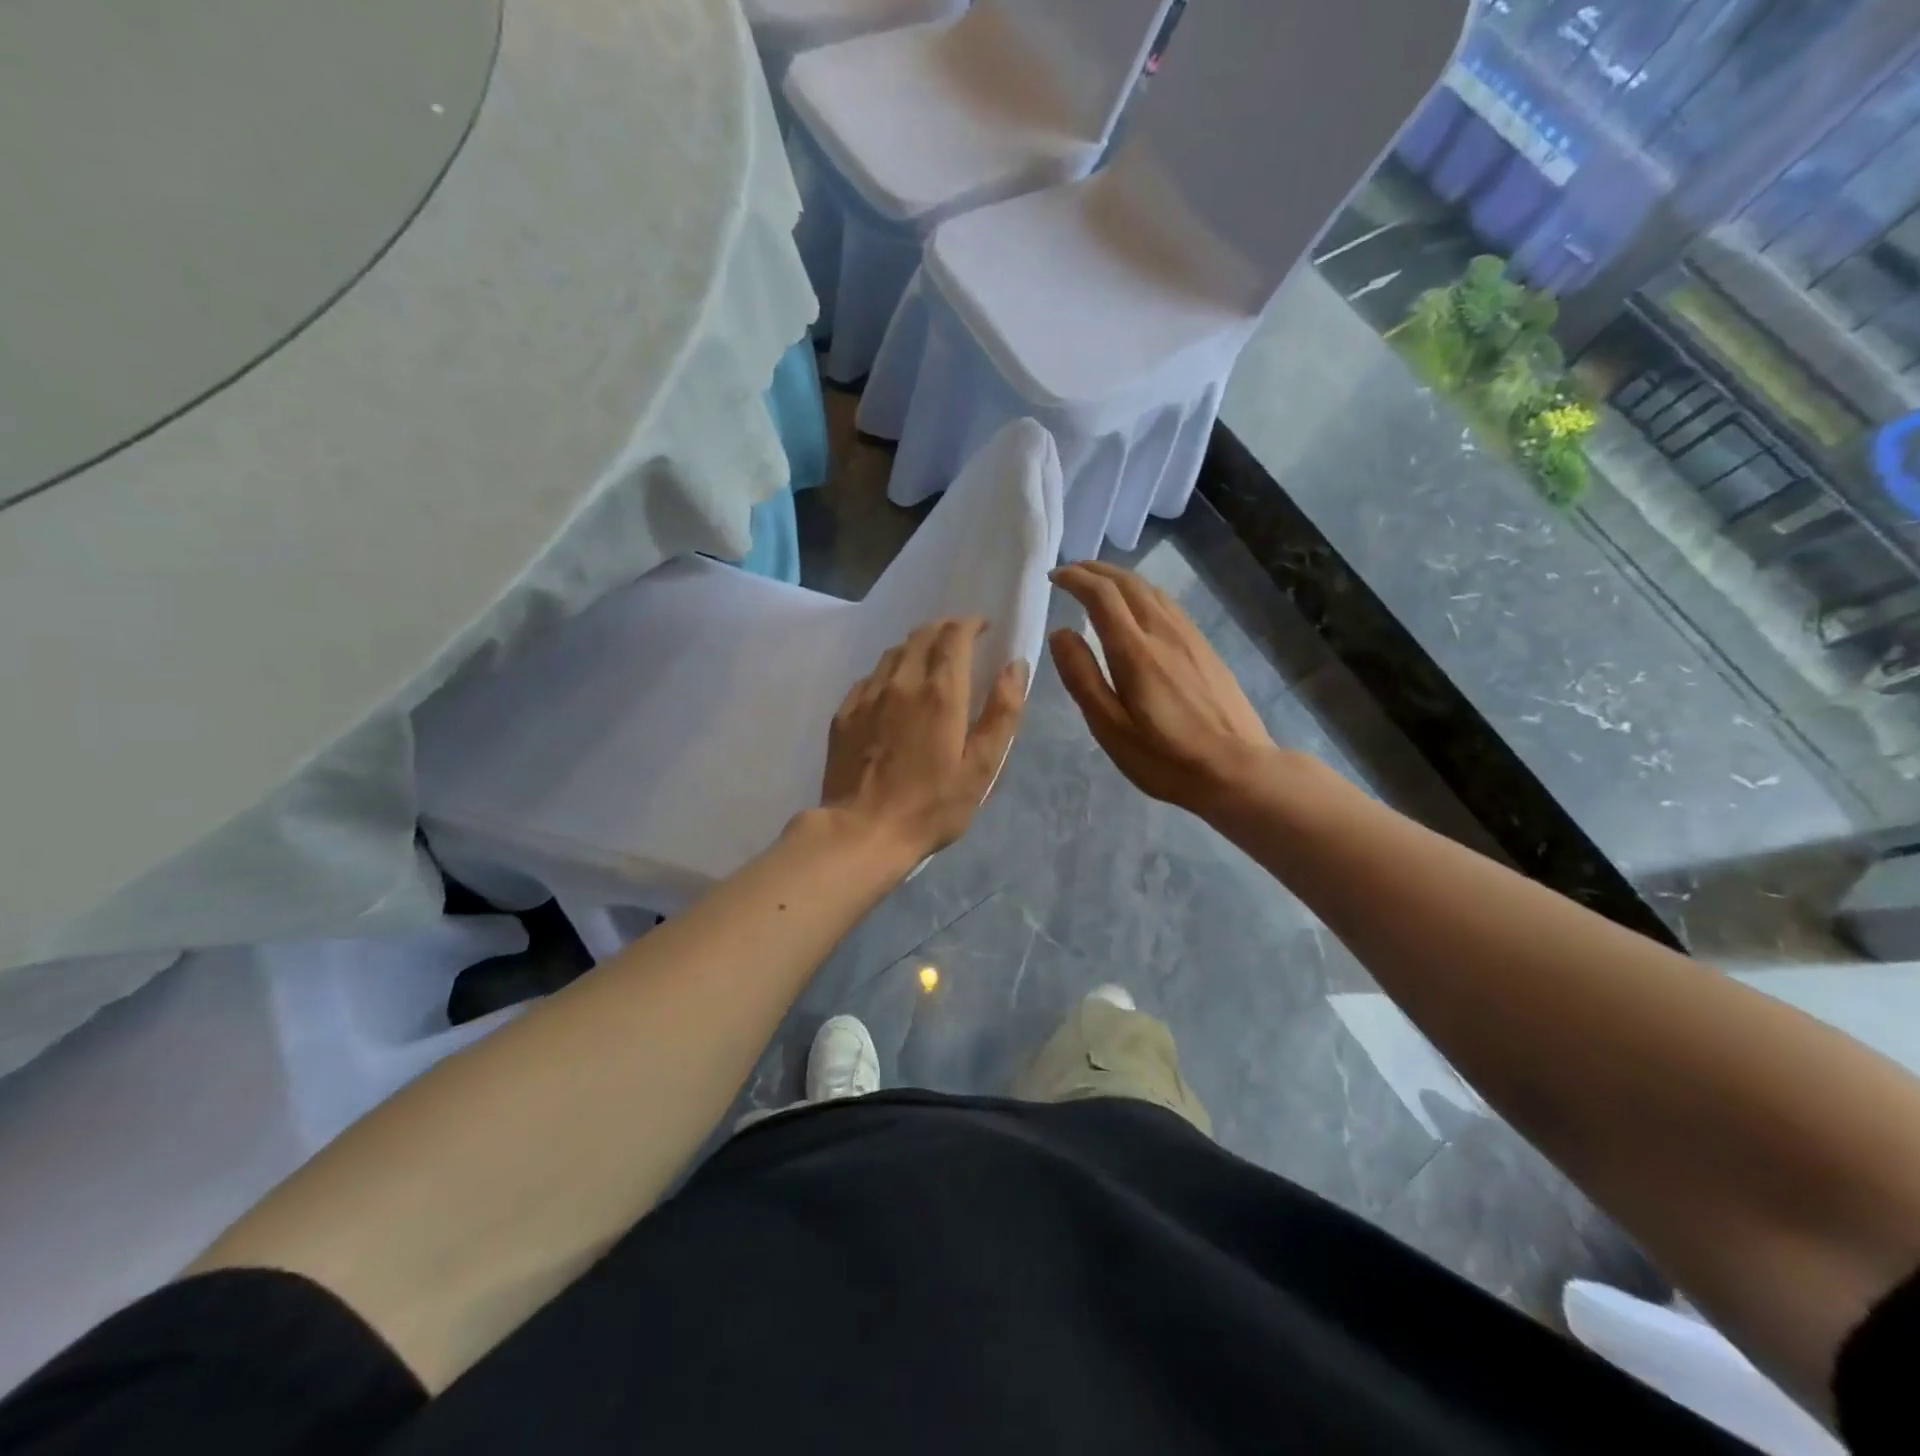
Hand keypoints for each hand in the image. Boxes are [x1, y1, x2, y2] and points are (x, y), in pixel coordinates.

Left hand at [819, 618, 1027, 857]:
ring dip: (915, 646)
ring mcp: (867, 696)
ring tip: (928, 659)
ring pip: (893, 653)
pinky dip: (889, 671)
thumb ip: (1002, 713)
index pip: (954, 636)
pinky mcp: (844, 713)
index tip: (982, 627)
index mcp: (940, 693)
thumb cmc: (930, 806)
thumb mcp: (981, 768)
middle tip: (959, 638)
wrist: (862, 832)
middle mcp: (901, 683)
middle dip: (943, 628)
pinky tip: (893, 690)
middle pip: (921, 636)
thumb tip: (1015, 666)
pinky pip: (870, 677)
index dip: (970, 624)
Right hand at [1048, 562, 1274, 815]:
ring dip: (1121, 578)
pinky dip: (1143, 594)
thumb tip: (1060, 633)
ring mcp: (1190, 638)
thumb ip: (1082, 677)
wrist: (1236, 770)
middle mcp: (1163, 632)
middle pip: (1128, 583)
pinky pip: (1169, 605)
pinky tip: (1139, 608)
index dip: (1075, 579)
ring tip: (1099, 583)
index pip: (1101, 595)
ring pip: (1152, 590)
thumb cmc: (1164, 757)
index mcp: (1135, 650)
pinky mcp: (1206, 648)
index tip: (1053, 577)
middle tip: (1071, 572)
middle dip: (1096, 570)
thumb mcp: (1110, 727)